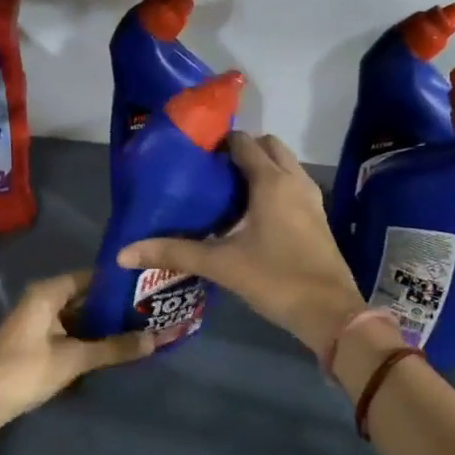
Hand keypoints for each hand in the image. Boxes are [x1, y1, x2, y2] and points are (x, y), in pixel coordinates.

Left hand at [0, 270, 153, 431]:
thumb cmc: (25, 370)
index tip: (148, 288)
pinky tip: (111, 347)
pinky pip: (69, 331)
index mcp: (49, 292)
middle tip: (150, 311)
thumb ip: (114, 348)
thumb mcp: (74, 359)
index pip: (92, 276)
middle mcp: (42, 300)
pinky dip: (88, 337)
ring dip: (102, 324)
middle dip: (115, 306)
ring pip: (78, 316)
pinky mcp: (34, 342)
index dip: (119, 283)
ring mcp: (37, 322)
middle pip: (85, 297)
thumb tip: (156, 340)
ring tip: (138, 328)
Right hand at [117, 131, 366, 354]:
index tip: (194, 153)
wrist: (330, 312)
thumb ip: (174, 253)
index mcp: (270, 181)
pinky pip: (293, 185)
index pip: (243, 142)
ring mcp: (310, 198)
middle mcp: (293, 180)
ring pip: (284, 165)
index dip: (219, 142)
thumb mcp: (221, 265)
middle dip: (243, 150)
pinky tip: (253, 214)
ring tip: (228, 190)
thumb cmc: (276, 279)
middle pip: (268, 146)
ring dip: (261, 167)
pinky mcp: (318, 217)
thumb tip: (124, 253)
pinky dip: (275, 186)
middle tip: (211, 171)